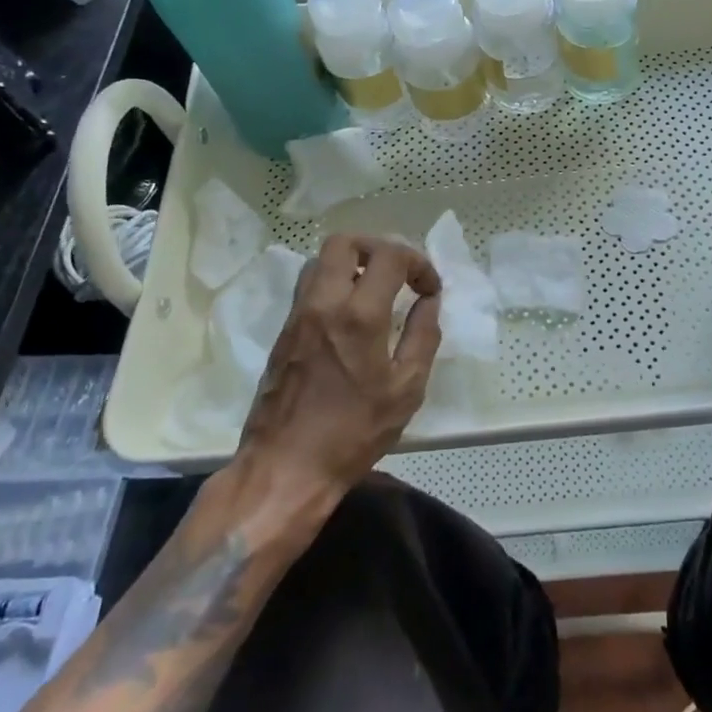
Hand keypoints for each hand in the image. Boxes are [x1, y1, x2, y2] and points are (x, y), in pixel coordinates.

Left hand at [238, 234, 442, 492]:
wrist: (284, 469)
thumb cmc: (352, 434)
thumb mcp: (406, 390)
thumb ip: (423, 336)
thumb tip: (429, 301)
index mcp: (358, 316)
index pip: (389, 256)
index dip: (418, 263)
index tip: (428, 289)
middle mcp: (323, 303)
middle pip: (345, 242)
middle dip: (378, 248)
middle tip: (398, 274)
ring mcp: (297, 315)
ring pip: (321, 260)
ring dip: (352, 263)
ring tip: (375, 289)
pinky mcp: (283, 331)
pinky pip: (309, 286)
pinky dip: (334, 283)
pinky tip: (351, 314)